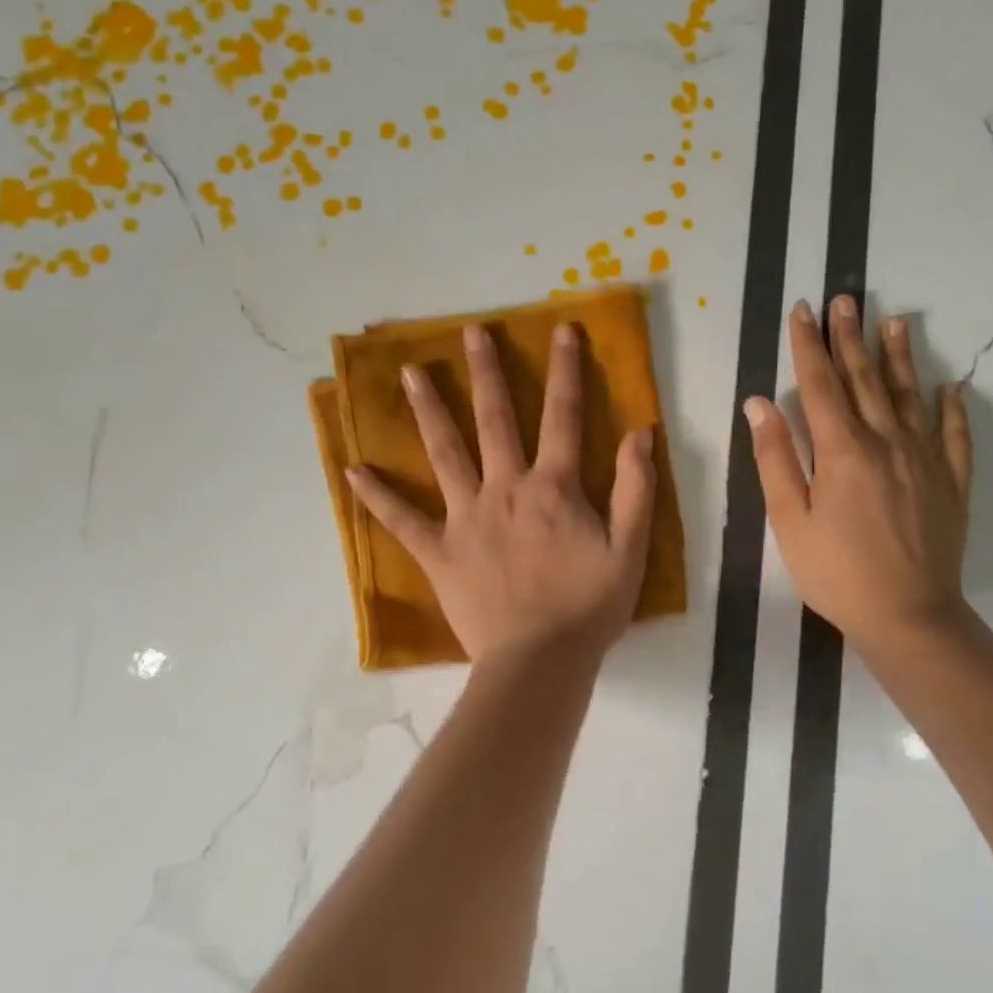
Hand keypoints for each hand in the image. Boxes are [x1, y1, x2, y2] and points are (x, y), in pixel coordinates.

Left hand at [346, 322, 656, 662]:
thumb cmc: (588, 607)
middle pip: (494, 420)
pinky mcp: (439, 552)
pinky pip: (402, 521)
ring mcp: (465, 518)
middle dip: (486, 372)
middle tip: (471, 332)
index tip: (562, 330)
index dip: (566, 370)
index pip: (562, 416)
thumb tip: (639, 432)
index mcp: (552, 488)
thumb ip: (635, 489)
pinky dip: (377, 496)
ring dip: (429, 411)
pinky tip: (353, 470)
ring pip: (444, 454)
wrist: (539, 663)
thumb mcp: (629, 549)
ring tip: (409, 373)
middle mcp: (504, 489)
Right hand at [744, 296, 972, 661]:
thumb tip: (759, 403)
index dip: (809, 345)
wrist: (909, 617)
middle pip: (865, 379)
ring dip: (900, 357)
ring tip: (896, 321)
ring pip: (910, 396)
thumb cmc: (837, 573)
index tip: (804, 310)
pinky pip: (955, 435)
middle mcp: (886, 442)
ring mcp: (925, 459)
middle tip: (847, 299)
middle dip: (851, 337)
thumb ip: (775, 458)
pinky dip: (953, 408)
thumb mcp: (790, 520)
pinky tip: (951, 387)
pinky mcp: (952, 482)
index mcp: (842, 451)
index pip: (820, 384)